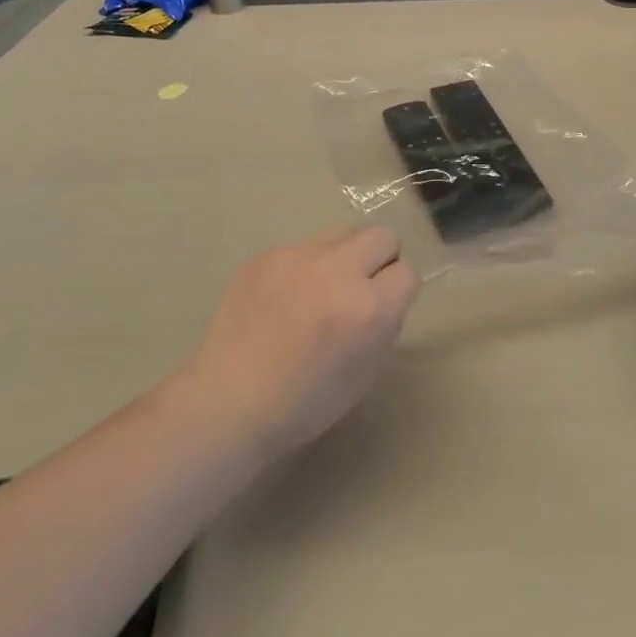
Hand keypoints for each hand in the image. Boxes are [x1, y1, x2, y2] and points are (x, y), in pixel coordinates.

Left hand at [182, 227, 420, 458]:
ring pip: (343, 233)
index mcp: (367, 309)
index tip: (383, 308)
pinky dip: (304, 267)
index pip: (407, 273)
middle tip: (359, 290)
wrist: (227, 402)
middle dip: (379, 261)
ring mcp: (299, 256)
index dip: (398, 292)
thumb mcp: (363, 374)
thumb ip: (383, 325)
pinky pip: (303, 246)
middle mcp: (338, 271)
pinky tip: (284, 298)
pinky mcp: (268, 254)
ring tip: (320, 289)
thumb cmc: (302, 403)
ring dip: (344, 256)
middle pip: (382, 236)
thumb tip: (384, 295)